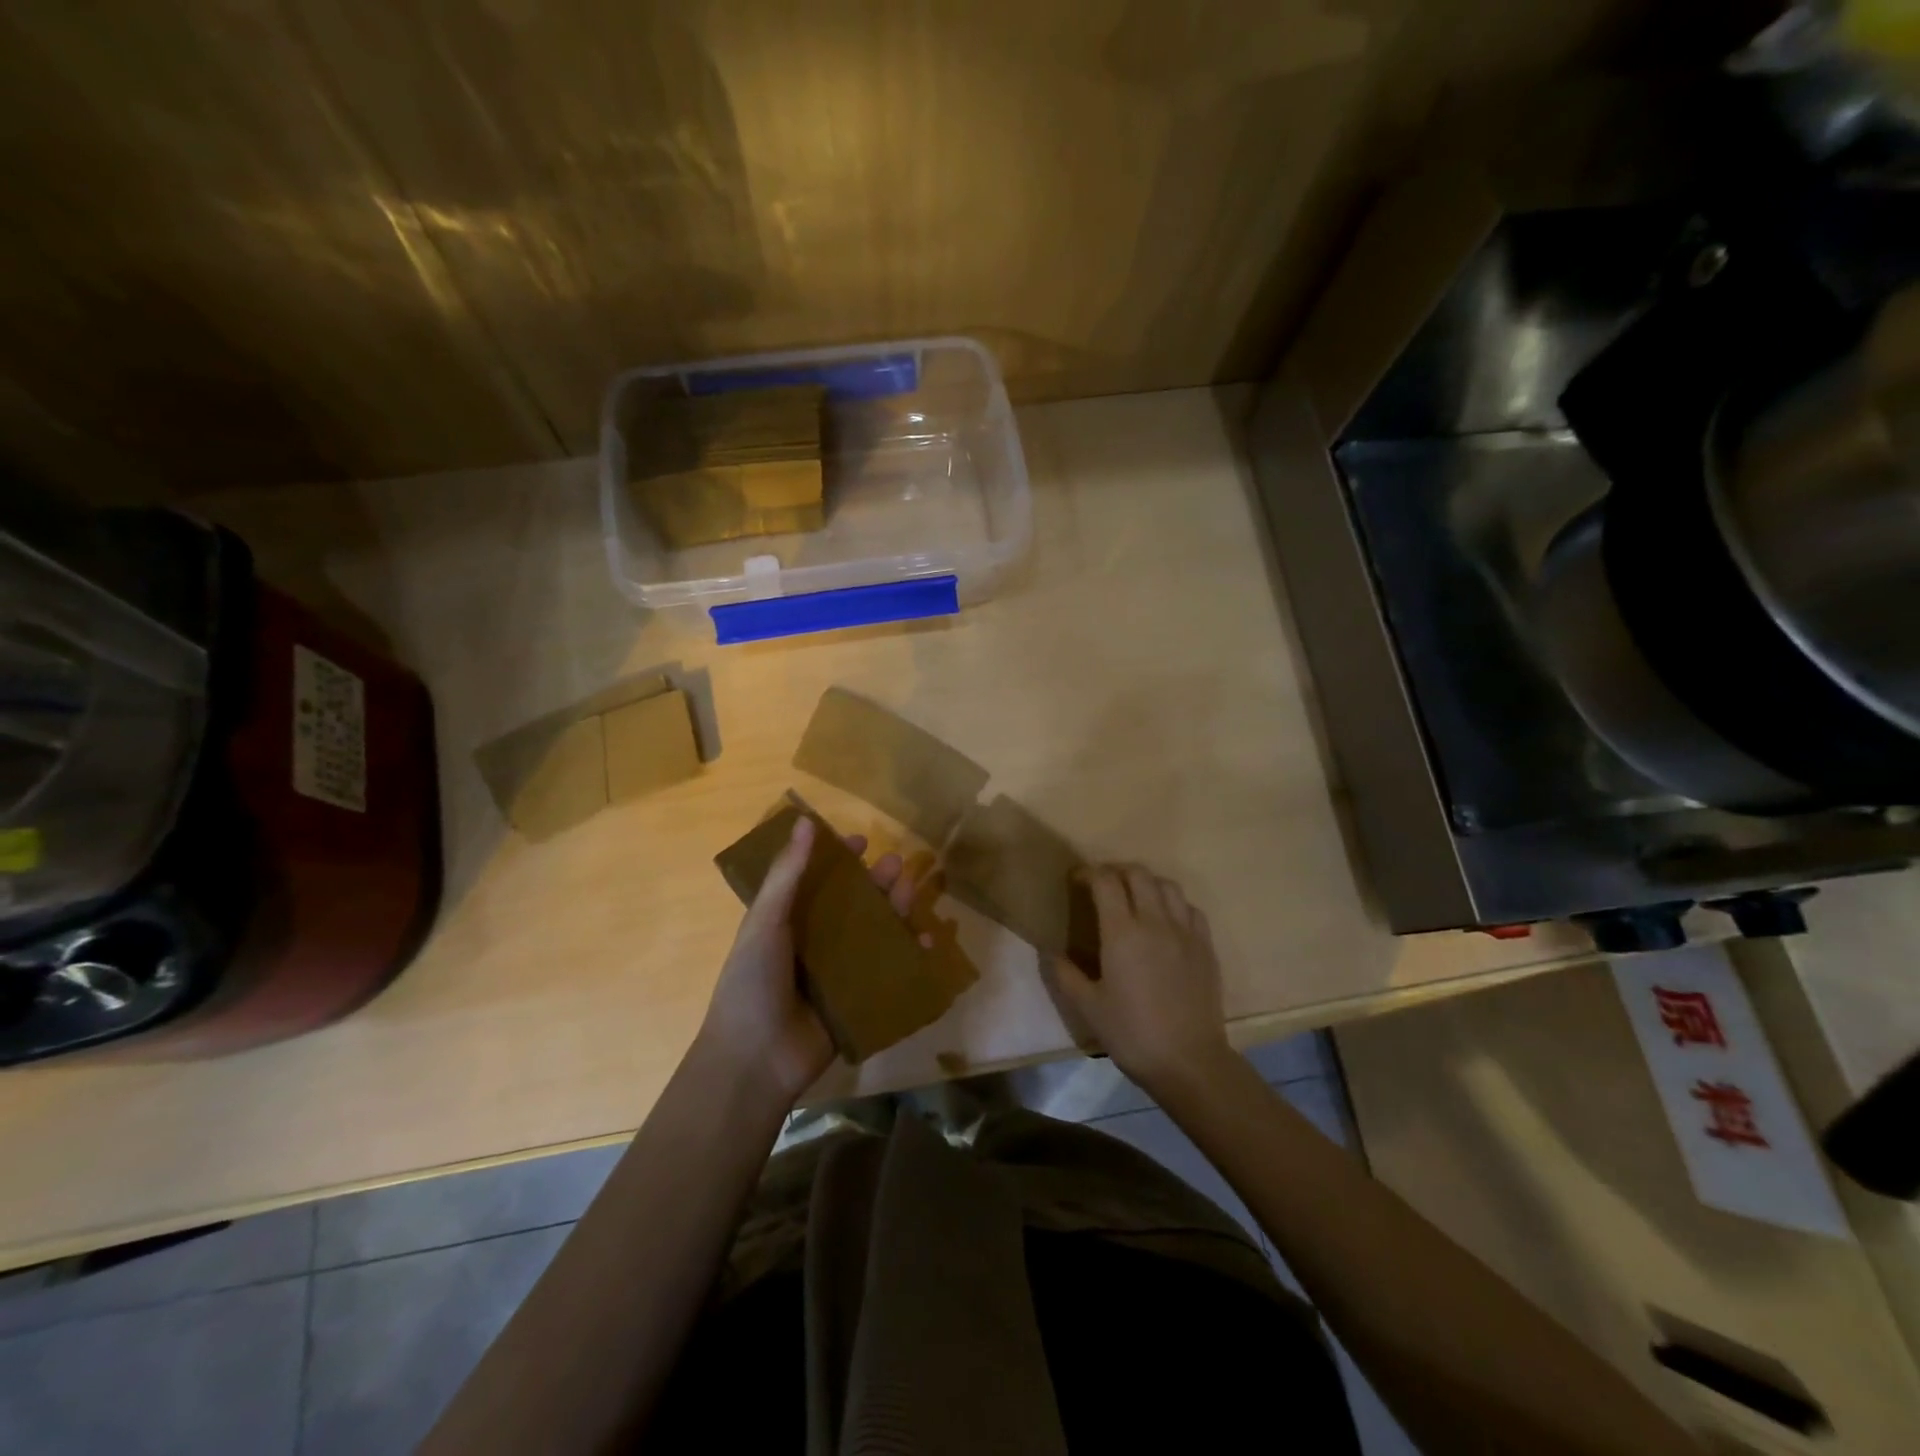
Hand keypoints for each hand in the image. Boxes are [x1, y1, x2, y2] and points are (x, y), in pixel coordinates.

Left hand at [699, 816, 924, 1105]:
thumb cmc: (752, 982)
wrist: (755, 1060)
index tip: (861, 842)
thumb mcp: (765, 922)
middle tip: (898, 864)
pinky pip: (889, 972)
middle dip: (876, 883)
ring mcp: (838, 973)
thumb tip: (806, 821)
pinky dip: (909, 955)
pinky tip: (927, 941)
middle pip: (853, 905)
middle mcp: (814, 943)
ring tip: (912, 892)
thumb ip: (788, 874)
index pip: (817, 882)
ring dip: (895, 911)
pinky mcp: (859, 1000)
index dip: (838, 861)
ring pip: (874, 934)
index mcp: (787, 922)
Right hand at [1047, 864, 1232, 1092]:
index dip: (1088, 873)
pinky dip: (1174, 904)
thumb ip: (1065, 974)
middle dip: (1116, 871)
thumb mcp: (1088, 1007)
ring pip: (1168, 886)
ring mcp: (1185, 932)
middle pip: (1138, 874)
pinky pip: (1190, 909)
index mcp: (1122, 932)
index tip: (1076, 880)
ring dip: (1147, 883)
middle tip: (1102, 886)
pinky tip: (1166, 920)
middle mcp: (1155, 922)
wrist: (1189, 1062)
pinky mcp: (1206, 946)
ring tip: (1134, 897)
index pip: (1105, 881)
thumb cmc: (1132, 1034)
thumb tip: (1049, 951)